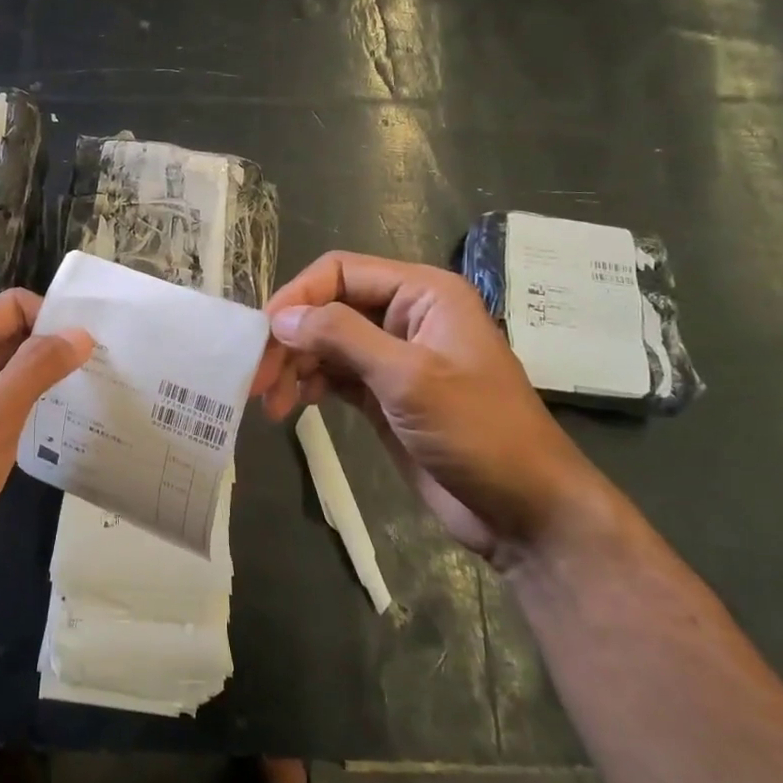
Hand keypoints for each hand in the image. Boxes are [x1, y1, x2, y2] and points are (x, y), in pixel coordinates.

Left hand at [0, 289, 92, 608]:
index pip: (11, 308)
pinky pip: (0, 409)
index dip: (52, 318)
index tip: (94, 345)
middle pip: (9, 338)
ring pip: (6, 376)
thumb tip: (79, 332)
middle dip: (52, 348)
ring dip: (43, 380)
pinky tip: (59, 427)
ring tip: (91, 395)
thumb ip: (36, 369)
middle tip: (103, 369)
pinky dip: (28, 411)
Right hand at [256, 252, 612, 564]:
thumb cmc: (477, 432)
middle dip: (290, 338)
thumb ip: (342, 337)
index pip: (341, 272)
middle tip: (257, 379)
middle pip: (329, 307)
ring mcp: (395, 357)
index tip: (262, 336)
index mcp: (423, 293)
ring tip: (270, 403)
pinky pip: (336, 374)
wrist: (525, 510)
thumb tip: (281, 318)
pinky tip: (294, 406)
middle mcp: (407, 316)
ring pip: (327, 342)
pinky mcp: (386, 394)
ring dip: (295, 365)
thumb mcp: (408, 378)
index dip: (297, 297)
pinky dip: (310, 384)